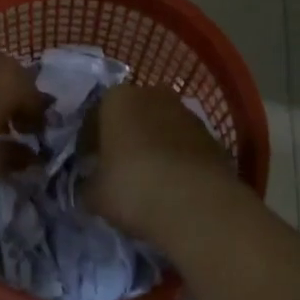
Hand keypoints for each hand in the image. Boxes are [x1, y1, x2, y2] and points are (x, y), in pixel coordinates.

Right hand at [81, 84, 243, 245]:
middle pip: (131, 115)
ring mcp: (186, 113)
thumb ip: (87, 184)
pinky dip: (177, 159)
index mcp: (116, 98)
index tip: (87, 165)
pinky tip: (172, 186)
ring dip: (152, 146)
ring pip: (160, 127)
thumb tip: (89, 186)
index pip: (94, 116)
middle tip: (116, 168)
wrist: (196, 204)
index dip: (88, 142)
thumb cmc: (132, 187)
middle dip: (124, 137)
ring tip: (148, 179)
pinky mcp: (212, 136)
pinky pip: (184, 145)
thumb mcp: (94, 194)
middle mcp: (152, 94)